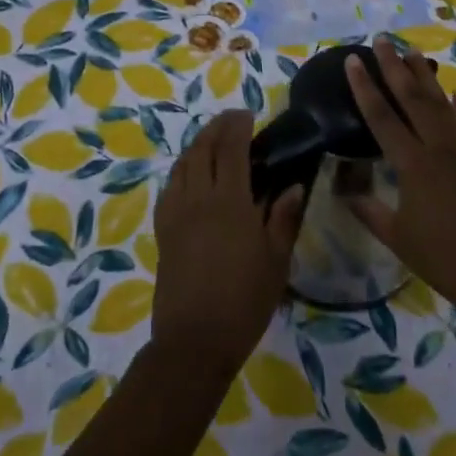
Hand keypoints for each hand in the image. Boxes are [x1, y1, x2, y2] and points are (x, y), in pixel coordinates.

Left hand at [151, 110, 305, 376]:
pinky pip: (170, 187)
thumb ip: (283, 218)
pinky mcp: (163, 230)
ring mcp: (176, 213)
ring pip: (182, 164)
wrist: (194, 340)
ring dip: (197, 144)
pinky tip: (191, 175)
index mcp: (230, 202)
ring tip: (213, 141)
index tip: (249, 114)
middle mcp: (198, 198)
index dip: (238, 125)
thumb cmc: (244, 300)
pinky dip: (182, 169)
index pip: (232, 148)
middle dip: (216, 127)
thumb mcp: (276, 260)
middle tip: (232, 120)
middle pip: (202, 148)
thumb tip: (293, 185)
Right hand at [345, 36, 455, 315]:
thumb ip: (368, 210)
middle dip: (395, 67)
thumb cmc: (442, 258)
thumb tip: (343, 190)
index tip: (354, 59)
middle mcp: (439, 148)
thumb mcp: (397, 236)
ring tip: (413, 53)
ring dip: (427, 77)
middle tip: (382, 39)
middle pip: (413, 98)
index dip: (365, 87)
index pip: (381, 117)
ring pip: (443, 104)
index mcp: (412, 165)